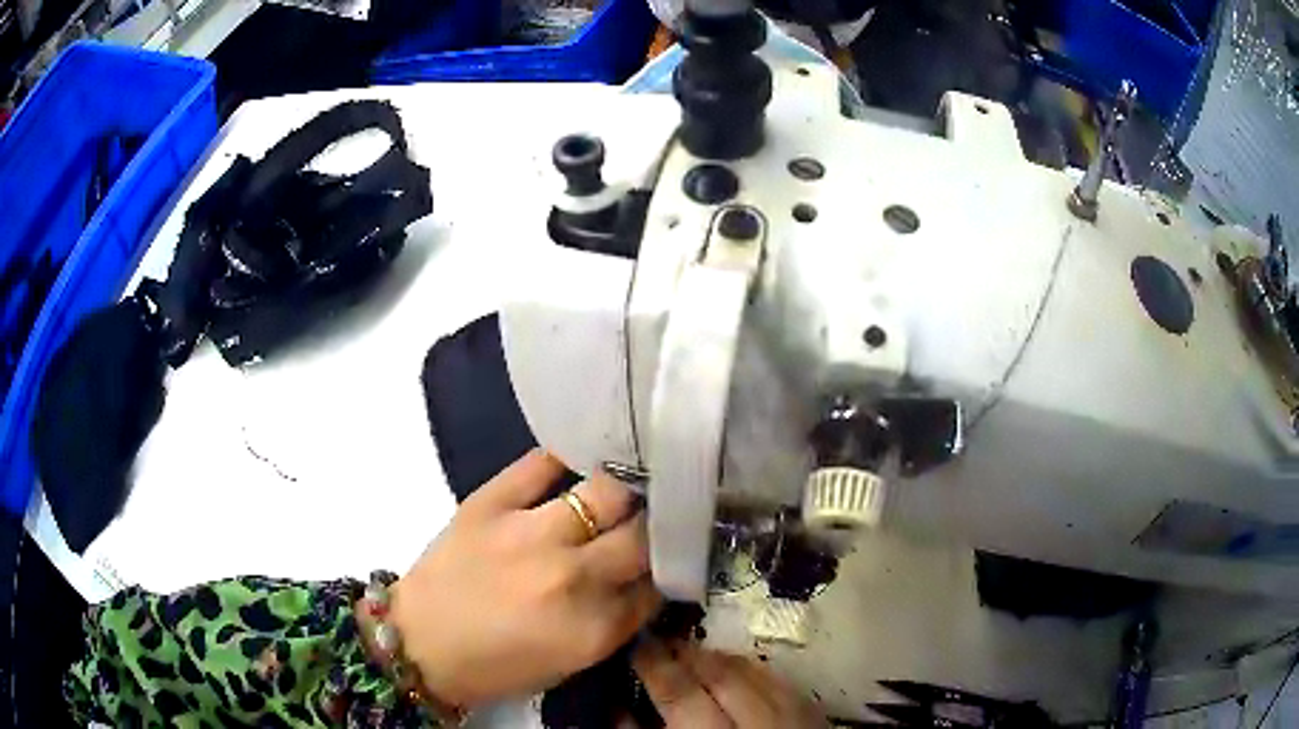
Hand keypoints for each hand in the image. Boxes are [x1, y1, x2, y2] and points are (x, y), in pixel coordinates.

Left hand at [389, 450, 661, 707]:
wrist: (419, 643)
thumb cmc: (499, 665)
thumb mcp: (573, 661)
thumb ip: (618, 621)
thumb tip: (649, 577)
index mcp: (594, 628)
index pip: (660, 583)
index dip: (671, 566)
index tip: (673, 555)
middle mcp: (571, 577)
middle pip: (644, 534)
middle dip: (659, 526)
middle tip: (656, 518)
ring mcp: (528, 533)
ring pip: (608, 491)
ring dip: (625, 491)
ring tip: (626, 486)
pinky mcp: (490, 502)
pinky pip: (543, 462)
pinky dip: (568, 457)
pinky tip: (581, 461)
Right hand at [633, 640, 826, 727]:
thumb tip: (617, 710)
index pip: (680, 695)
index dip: (655, 666)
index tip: (634, 647)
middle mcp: (755, 725)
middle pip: (719, 677)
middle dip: (686, 654)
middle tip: (659, 642)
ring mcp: (790, 718)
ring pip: (752, 673)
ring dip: (718, 658)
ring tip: (692, 652)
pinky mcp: (811, 716)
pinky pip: (779, 681)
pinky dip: (753, 669)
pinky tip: (736, 667)